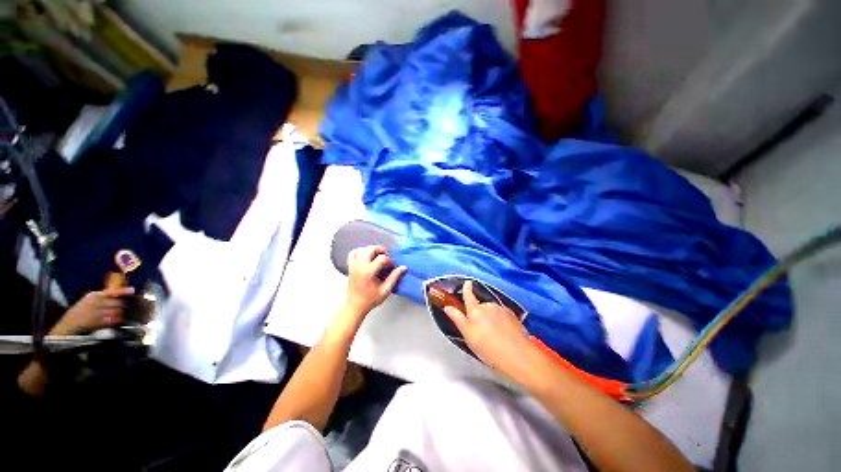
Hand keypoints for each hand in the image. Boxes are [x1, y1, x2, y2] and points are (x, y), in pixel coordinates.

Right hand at [50, 286, 134, 335]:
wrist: (70, 323)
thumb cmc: (81, 309)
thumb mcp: (89, 299)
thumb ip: (102, 296)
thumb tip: (117, 293)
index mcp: (95, 296)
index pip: (112, 292)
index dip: (123, 291)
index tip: (132, 290)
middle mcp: (96, 303)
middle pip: (117, 303)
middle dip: (122, 305)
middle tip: (123, 307)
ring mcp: (97, 313)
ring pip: (116, 312)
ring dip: (120, 313)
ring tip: (118, 313)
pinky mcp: (97, 323)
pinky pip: (112, 321)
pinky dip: (116, 320)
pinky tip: (115, 320)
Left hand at [344, 245, 406, 314]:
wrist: (355, 306)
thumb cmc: (370, 299)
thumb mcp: (386, 290)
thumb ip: (394, 277)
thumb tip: (403, 268)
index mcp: (368, 272)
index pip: (382, 258)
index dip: (390, 261)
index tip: (392, 266)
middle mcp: (360, 266)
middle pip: (371, 249)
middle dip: (381, 251)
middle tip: (386, 258)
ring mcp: (354, 265)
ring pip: (363, 249)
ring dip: (372, 250)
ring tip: (378, 257)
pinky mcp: (350, 267)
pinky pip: (354, 253)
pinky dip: (361, 252)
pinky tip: (367, 257)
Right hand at [443, 281, 538, 381]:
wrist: (517, 355)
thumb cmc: (488, 347)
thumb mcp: (468, 335)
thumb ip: (457, 318)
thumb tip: (448, 307)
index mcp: (475, 310)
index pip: (469, 295)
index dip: (467, 288)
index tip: (467, 282)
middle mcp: (489, 306)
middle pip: (481, 306)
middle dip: (480, 313)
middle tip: (480, 329)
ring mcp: (502, 310)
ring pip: (492, 311)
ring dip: (491, 318)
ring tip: (493, 334)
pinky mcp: (513, 316)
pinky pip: (503, 315)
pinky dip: (501, 321)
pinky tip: (503, 333)